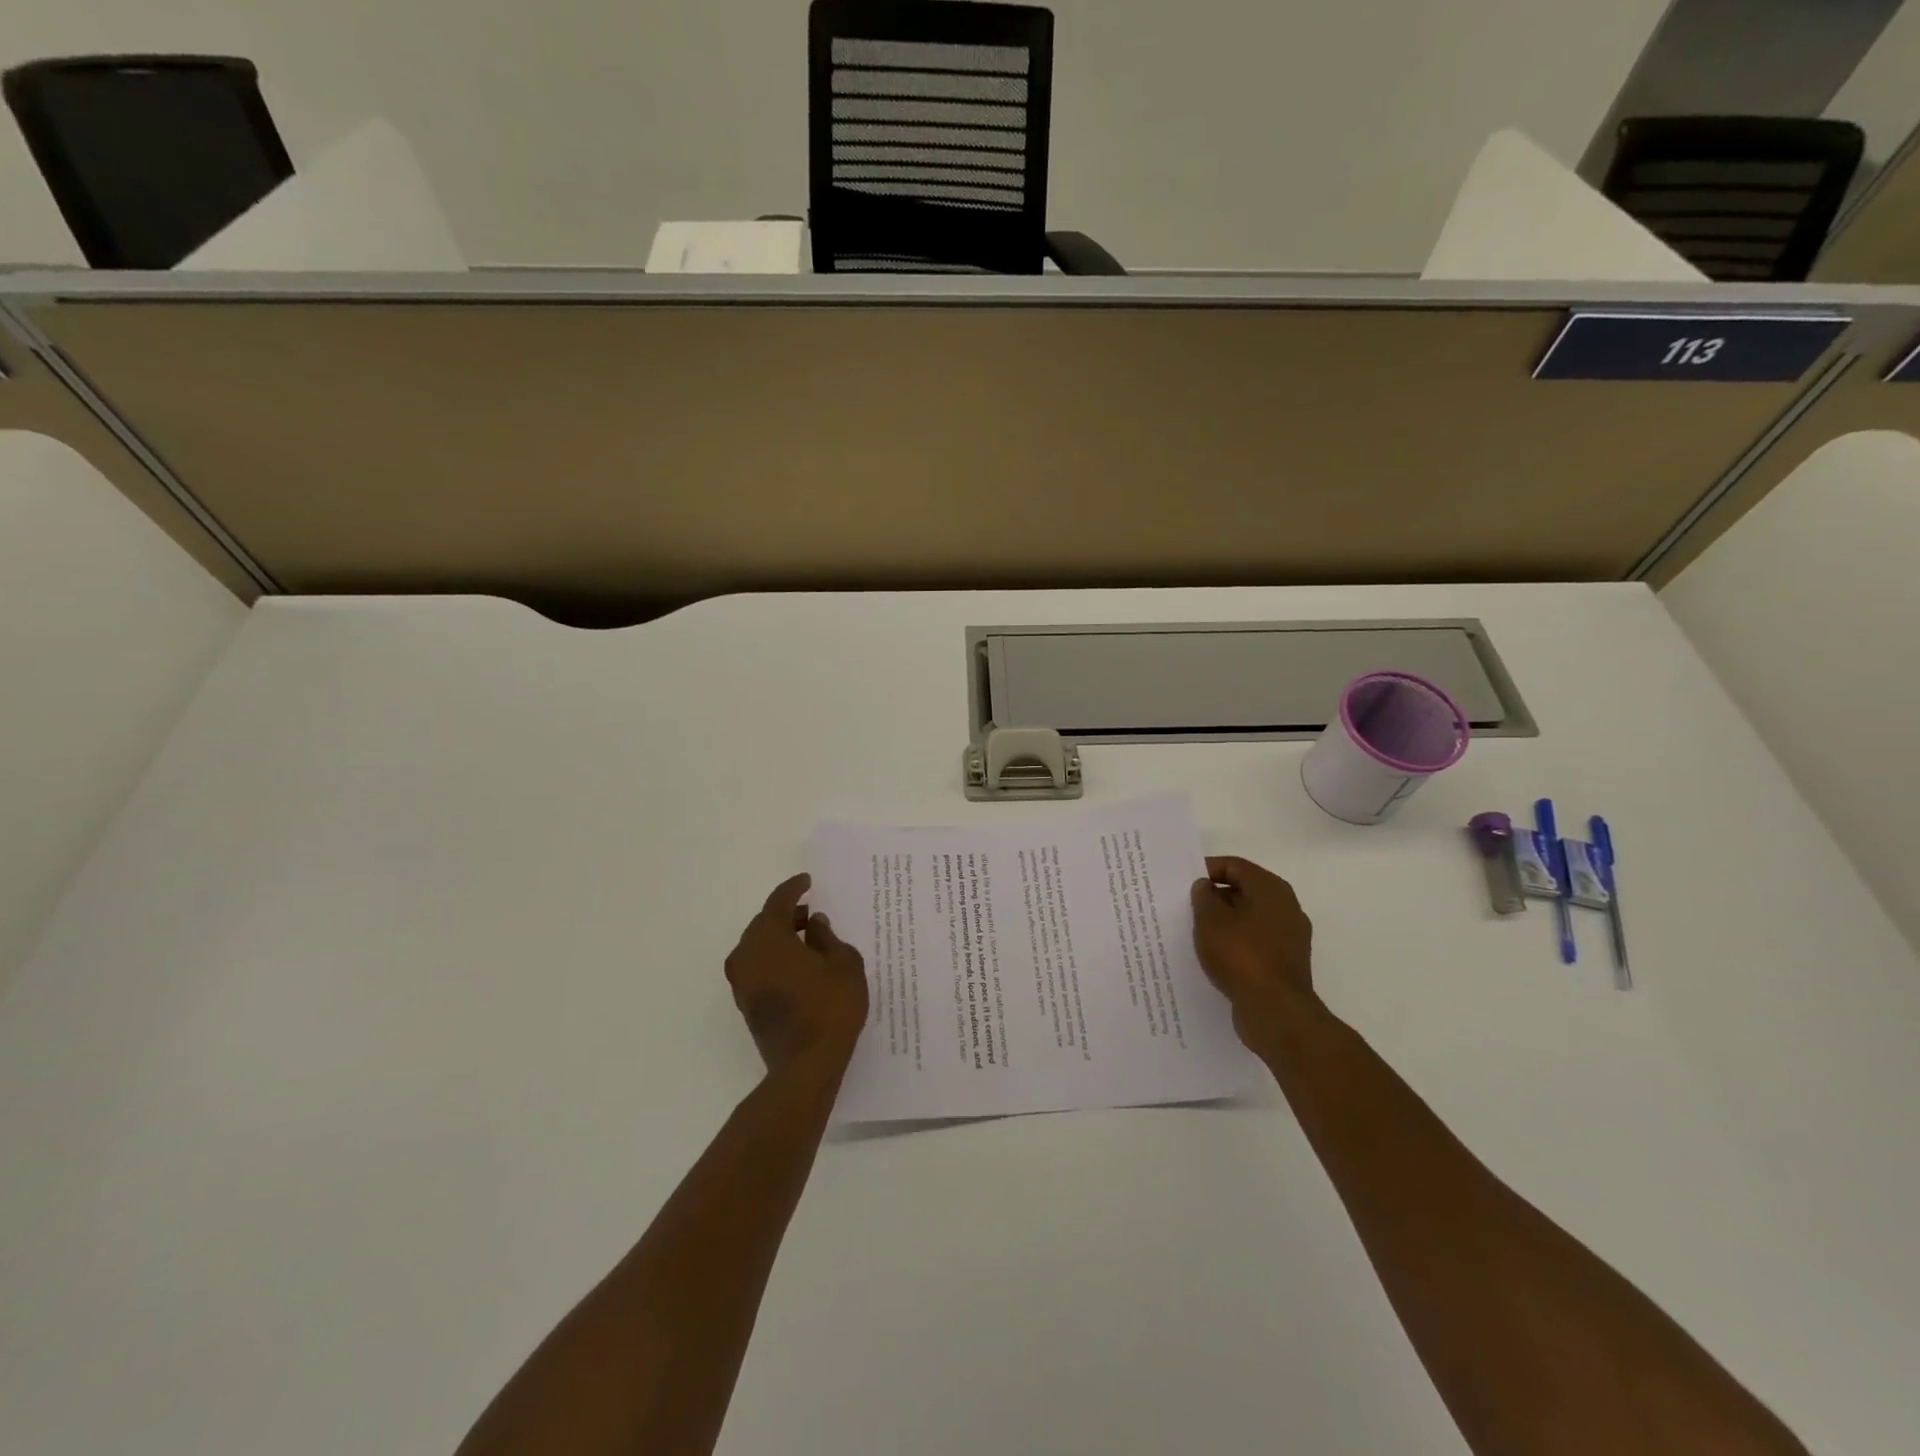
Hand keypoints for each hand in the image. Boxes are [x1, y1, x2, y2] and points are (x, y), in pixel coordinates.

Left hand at [725, 873, 868, 1075]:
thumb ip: (828, 937)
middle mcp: (747, 955)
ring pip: (760, 947)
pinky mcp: (746, 1004)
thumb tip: (814, 924)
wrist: (806, 1065)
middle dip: (787, 915)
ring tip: (811, 940)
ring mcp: (742, 982)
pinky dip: (777, 959)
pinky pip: (760, 967)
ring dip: (782, 938)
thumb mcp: (843, 964)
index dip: (794, 889)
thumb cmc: (830, 1006)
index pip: (778, 902)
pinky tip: (801, 965)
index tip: (808, 882)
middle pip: (765, 923)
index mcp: (768, 937)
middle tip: (812, 912)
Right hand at [1190, 856, 1315, 1042]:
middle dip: (1215, 897)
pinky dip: (1235, 944)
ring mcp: (1289, 937)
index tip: (1184, 883)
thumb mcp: (1210, 920)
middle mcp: (1286, 907)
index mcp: (1271, 889)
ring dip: (1224, 922)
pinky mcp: (1285, 963)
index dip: (1207, 869)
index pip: (1235, 865)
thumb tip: (1206, 887)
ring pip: (1249, 918)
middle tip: (1186, 907)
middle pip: (1244, 890)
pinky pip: (1255, 943)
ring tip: (1196, 932)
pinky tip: (1215, 956)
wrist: (1276, 1011)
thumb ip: (1204, 897)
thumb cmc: (1241, 956)